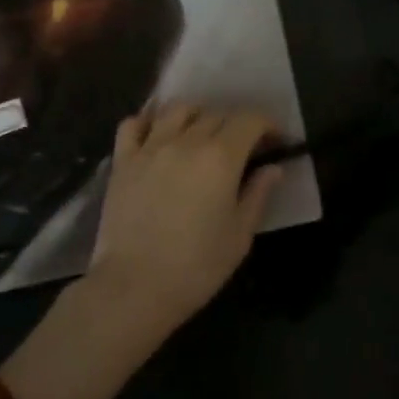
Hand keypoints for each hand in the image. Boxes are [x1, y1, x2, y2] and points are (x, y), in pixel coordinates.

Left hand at [84, 103, 284, 341]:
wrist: (134, 288)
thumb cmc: (196, 267)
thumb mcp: (240, 236)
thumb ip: (258, 194)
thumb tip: (273, 168)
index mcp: (221, 157)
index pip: (250, 120)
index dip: (267, 125)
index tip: (276, 141)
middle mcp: (186, 140)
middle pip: (217, 114)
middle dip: (236, 125)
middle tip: (242, 148)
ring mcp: (150, 147)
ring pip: (178, 110)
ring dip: (196, 117)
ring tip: (200, 137)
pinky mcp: (123, 160)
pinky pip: (134, 124)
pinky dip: (148, 123)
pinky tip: (157, 138)